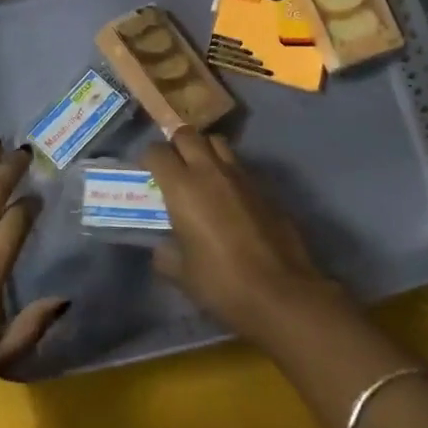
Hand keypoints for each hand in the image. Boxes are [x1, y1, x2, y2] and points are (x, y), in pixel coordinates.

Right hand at [143, 128, 348, 347]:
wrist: (280, 293)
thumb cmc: (221, 283)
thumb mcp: (181, 274)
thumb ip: (166, 254)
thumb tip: (163, 248)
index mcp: (182, 187)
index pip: (157, 152)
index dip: (148, 159)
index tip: (147, 173)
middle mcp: (210, 171)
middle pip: (188, 134)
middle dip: (176, 144)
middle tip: (173, 166)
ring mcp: (242, 176)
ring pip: (218, 143)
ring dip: (205, 150)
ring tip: (201, 173)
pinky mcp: (265, 188)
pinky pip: (240, 166)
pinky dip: (229, 172)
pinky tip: (229, 197)